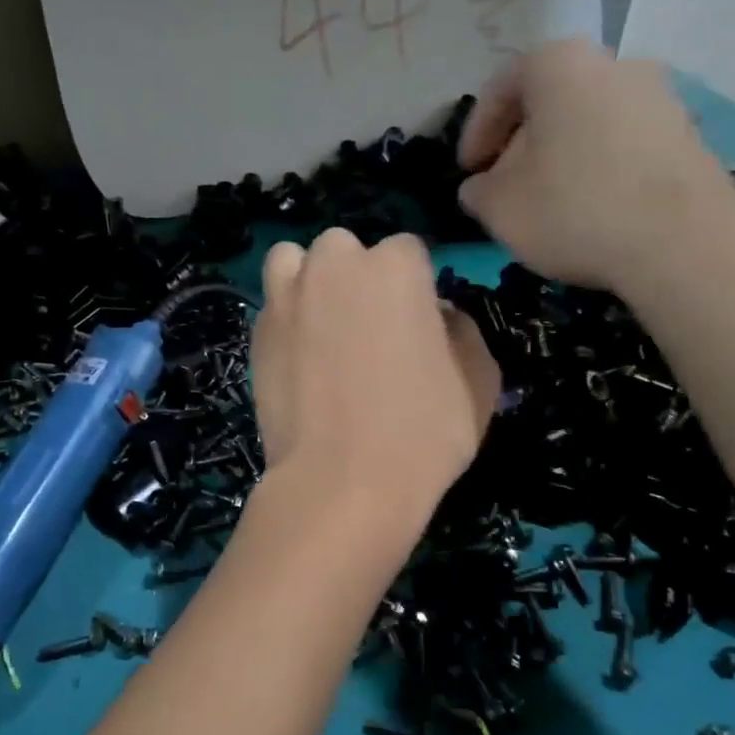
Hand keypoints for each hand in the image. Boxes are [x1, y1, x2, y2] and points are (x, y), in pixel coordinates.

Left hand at [250, 229, 499, 522]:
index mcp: (394, 266)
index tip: (417, 322)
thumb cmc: (423, 434)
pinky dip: (286, 320)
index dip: (415, 285)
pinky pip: (273, 307)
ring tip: (323, 325)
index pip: (408, 251)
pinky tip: (300, 361)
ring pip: (294, 263)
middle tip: (369, 326)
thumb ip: (462, 330)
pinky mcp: (256, 334)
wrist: (341, 484)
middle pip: (345, 249)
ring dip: (309, 280)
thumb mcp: (478, 381)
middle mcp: (334, 266)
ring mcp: (286, 297)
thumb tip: (438, 315)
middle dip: (357, 275)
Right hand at [457, 40, 734, 290]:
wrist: (683, 242)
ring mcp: (660, 95)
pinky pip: (624, 142)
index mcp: (560, 64)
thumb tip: (480, 187)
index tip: (468, 171)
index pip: (501, 88)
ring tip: (548, 201)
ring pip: (589, 121)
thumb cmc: (574, 209)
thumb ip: (478, 191)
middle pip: (549, 100)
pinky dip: (599, 167)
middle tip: (505, 186)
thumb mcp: (500, 207)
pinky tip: (592, 208)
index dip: (476, 132)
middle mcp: (614, 63)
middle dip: (521, 143)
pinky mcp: (688, 133)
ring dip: (561, 156)